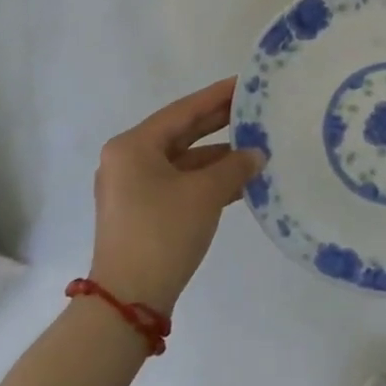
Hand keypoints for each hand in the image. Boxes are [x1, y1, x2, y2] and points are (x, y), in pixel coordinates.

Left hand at [88, 78, 263, 314]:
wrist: (128, 301)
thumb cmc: (162, 233)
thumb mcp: (205, 194)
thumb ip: (234, 167)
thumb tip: (256, 155)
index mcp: (134, 146)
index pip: (183, 110)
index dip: (217, 96)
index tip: (245, 83)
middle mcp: (128, 160)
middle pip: (181, 133)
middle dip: (219, 123)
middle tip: (254, 109)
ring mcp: (133, 188)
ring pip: (183, 160)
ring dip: (218, 157)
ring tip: (256, 148)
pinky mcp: (142, 212)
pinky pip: (180, 183)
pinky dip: (207, 180)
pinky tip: (240, 181)